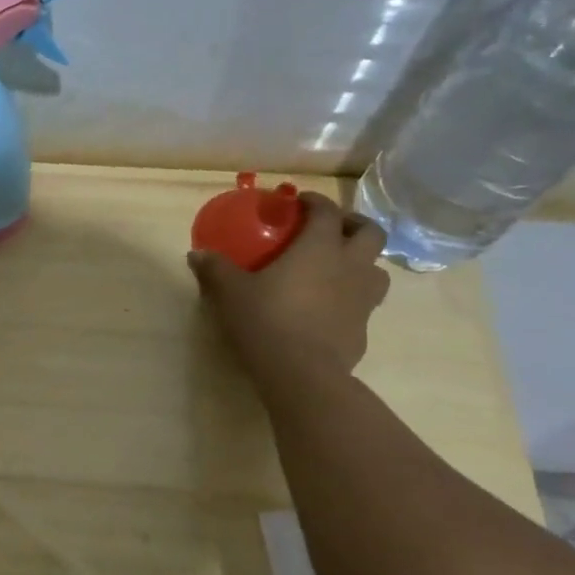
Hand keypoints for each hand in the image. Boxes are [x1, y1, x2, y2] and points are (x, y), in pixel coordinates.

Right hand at [188, 191, 389, 386]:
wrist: (301, 373)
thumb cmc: (266, 320)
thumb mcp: (231, 292)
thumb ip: (215, 269)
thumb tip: (196, 254)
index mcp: (319, 248)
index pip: (327, 211)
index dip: (315, 201)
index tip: (299, 201)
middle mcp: (349, 266)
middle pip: (371, 232)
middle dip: (353, 224)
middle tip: (329, 229)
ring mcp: (363, 299)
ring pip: (377, 269)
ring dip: (361, 261)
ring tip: (336, 268)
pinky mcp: (364, 328)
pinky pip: (365, 303)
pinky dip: (351, 297)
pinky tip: (327, 307)